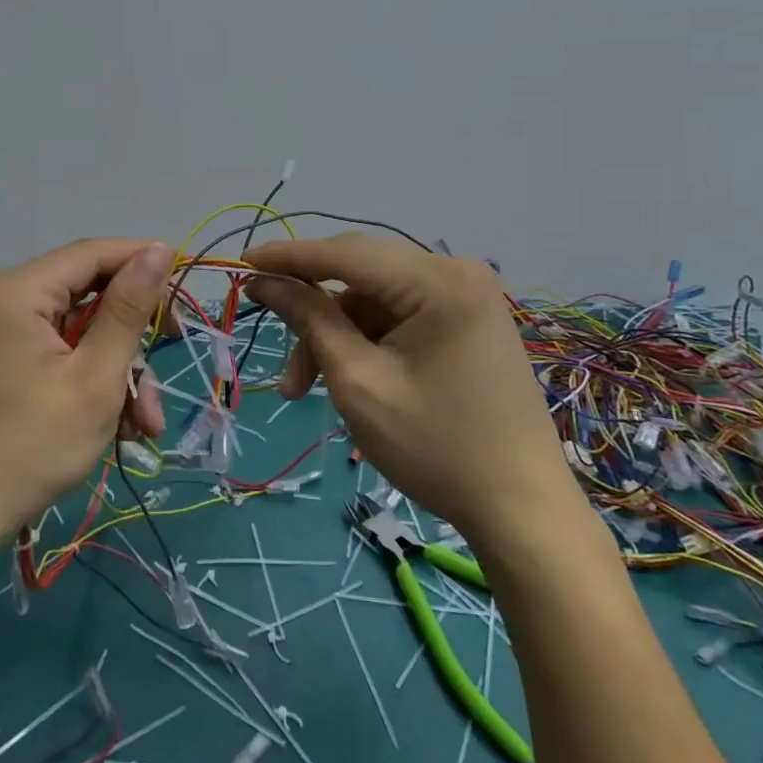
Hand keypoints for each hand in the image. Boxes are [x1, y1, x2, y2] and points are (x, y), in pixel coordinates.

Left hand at [0, 238, 173, 549]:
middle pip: (84, 295)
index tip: (184, 294)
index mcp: (13, 290)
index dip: (143, 264)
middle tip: (160, 381)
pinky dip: (80, 376)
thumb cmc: (27, 450)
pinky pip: (48, 348)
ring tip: (140, 425)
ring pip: (72, 329)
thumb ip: (128, 309)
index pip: (92, 253)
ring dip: (111, 370)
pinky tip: (110, 423)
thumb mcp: (94, 380)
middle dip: (129, 341)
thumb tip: (160, 247)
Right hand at [243, 234, 579, 548]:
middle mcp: (457, 273)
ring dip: (334, 335)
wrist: (521, 510)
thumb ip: (310, 319)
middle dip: (311, 309)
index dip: (288, 257)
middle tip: (269, 336)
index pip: (346, 252)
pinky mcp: (466, 322)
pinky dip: (364, 342)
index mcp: (439, 281)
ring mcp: (466, 298)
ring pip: (374, 300)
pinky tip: (346, 379)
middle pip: (361, 274)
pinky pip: (398, 316)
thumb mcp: (358, 381)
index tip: (241, 264)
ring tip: (303, 388)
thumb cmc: (435, 447)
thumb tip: (265, 280)